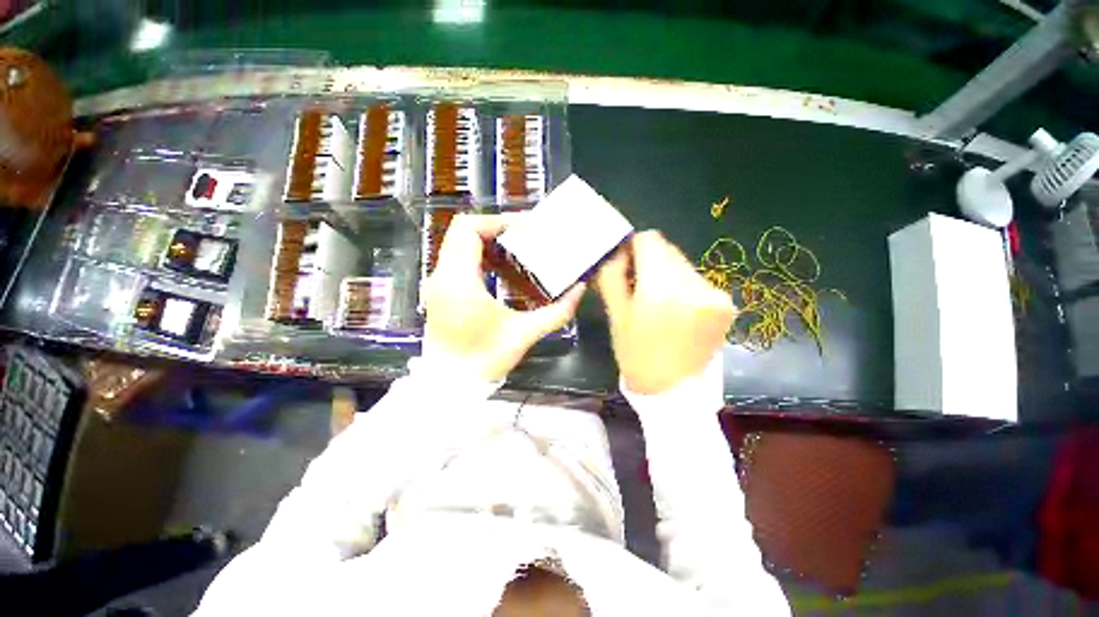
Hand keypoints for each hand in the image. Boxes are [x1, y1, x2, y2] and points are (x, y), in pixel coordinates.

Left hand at [424, 213, 585, 381]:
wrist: (448, 387)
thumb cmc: (483, 361)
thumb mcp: (524, 334)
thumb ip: (556, 312)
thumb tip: (580, 289)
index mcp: (458, 280)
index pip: (469, 229)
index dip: (499, 221)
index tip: (527, 228)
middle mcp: (442, 276)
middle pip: (464, 232)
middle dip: (498, 230)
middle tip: (528, 238)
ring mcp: (439, 284)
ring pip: (461, 245)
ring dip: (491, 244)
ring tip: (521, 252)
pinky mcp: (443, 293)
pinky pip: (461, 262)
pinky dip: (484, 258)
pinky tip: (506, 272)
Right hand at [597, 231, 735, 394]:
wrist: (673, 393)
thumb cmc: (636, 354)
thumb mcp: (615, 314)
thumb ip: (612, 275)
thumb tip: (618, 251)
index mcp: (662, 287)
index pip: (649, 239)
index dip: (633, 248)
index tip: (626, 265)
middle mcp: (693, 283)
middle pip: (667, 250)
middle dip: (649, 262)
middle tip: (638, 287)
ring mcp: (715, 293)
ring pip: (682, 264)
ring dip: (667, 275)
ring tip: (658, 303)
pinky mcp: (726, 303)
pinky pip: (697, 280)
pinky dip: (683, 287)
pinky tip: (676, 311)